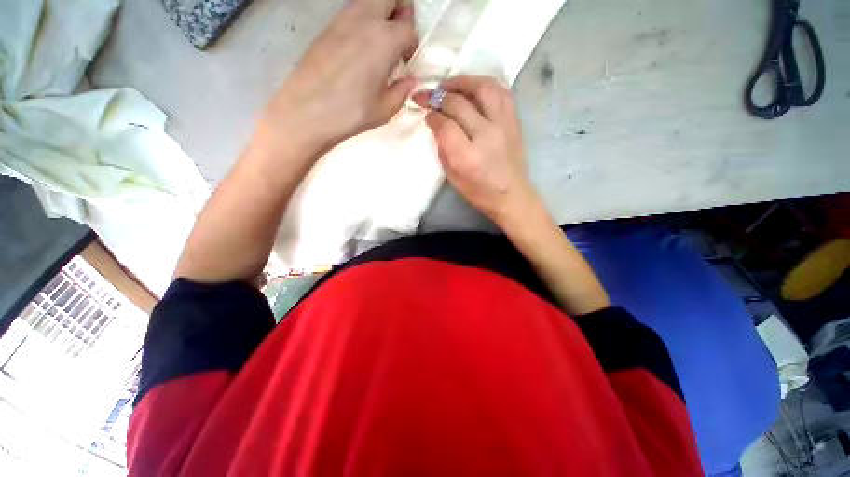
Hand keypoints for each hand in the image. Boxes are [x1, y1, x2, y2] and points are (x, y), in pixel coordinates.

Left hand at [259, 0, 417, 158]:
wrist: (307, 110)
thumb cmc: (351, 113)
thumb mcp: (385, 109)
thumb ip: (402, 91)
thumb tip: (409, 80)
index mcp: (384, 40)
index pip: (409, 27)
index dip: (412, 45)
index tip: (406, 62)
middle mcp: (365, 19)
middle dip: (401, 11)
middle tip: (398, 39)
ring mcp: (343, 19)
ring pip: (370, 0)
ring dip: (381, 15)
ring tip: (379, 47)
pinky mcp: (328, 26)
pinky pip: (353, 12)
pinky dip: (363, 22)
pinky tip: (360, 51)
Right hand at [413, 75, 536, 226]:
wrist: (511, 194)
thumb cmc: (479, 191)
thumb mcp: (452, 176)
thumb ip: (443, 148)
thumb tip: (437, 125)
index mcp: (467, 156)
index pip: (444, 125)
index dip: (431, 115)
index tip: (426, 114)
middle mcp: (486, 136)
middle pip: (459, 103)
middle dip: (438, 96)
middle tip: (428, 96)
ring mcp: (503, 125)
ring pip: (483, 87)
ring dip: (462, 81)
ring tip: (449, 85)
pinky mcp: (514, 120)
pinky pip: (500, 91)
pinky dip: (483, 84)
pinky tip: (472, 88)